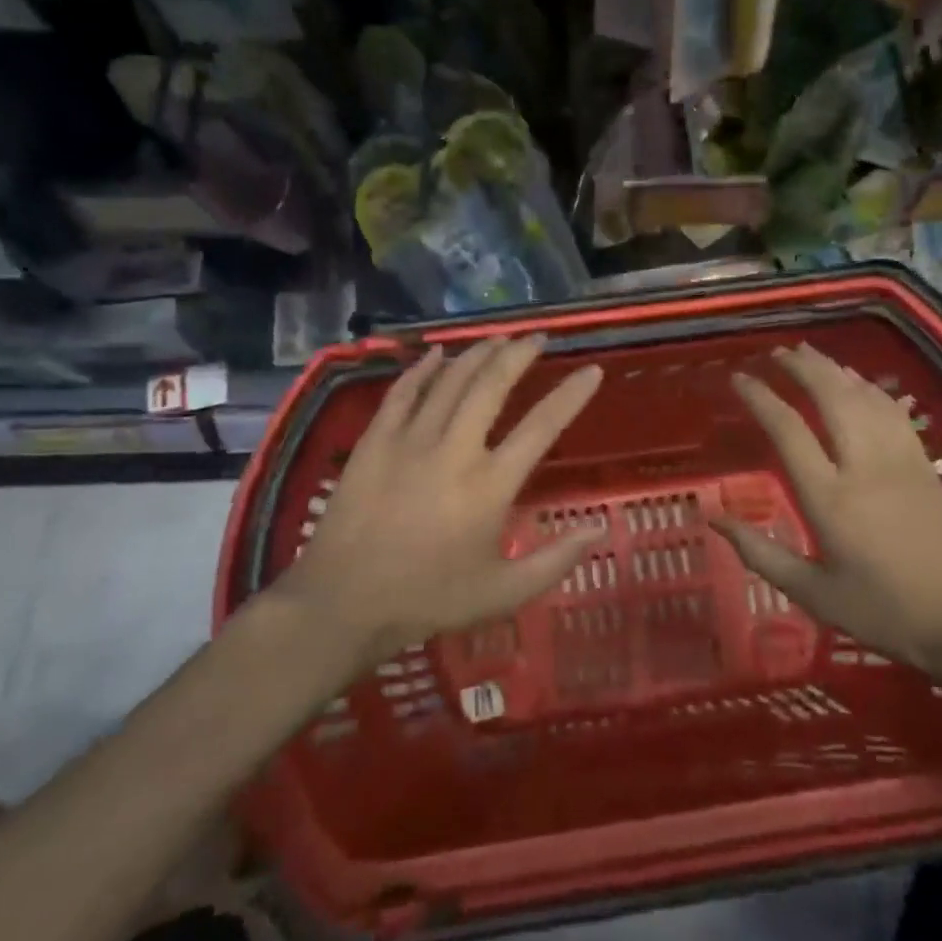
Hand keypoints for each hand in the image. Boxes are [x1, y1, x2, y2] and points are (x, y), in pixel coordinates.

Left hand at [272, 335, 604, 668]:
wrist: (344, 602)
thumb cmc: (429, 599)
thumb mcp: (504, 593)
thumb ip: (556, 561)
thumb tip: (598, 527)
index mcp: (490, 485)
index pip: (541, 427)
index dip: (571, 395)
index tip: (591, 370)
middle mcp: (454, 450)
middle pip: (492, 385)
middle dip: (519, 355)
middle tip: (537, 338)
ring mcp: (409, 440)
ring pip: (450, 381)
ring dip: (478, 354)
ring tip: (499, 338)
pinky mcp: (374, 441)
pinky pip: (403, 392)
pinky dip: (422, 369)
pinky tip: (437, 354)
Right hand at [712, 343, 941, 676]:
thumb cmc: (884, 611)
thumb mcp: (813, 594)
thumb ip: (760, 554)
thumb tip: (715, 520)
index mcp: (829, 499)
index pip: (788, 431)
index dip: (761, 398)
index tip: (738, 379)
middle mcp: (863, 466)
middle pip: (830, 396)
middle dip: (800, 367)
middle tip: (775, 353)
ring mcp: (899, 459)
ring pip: (863, 396)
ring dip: (833, 368)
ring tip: (808, 353)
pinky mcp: (924, 463)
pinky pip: (893, 410)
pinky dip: (869, 387)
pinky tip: (857, 381)